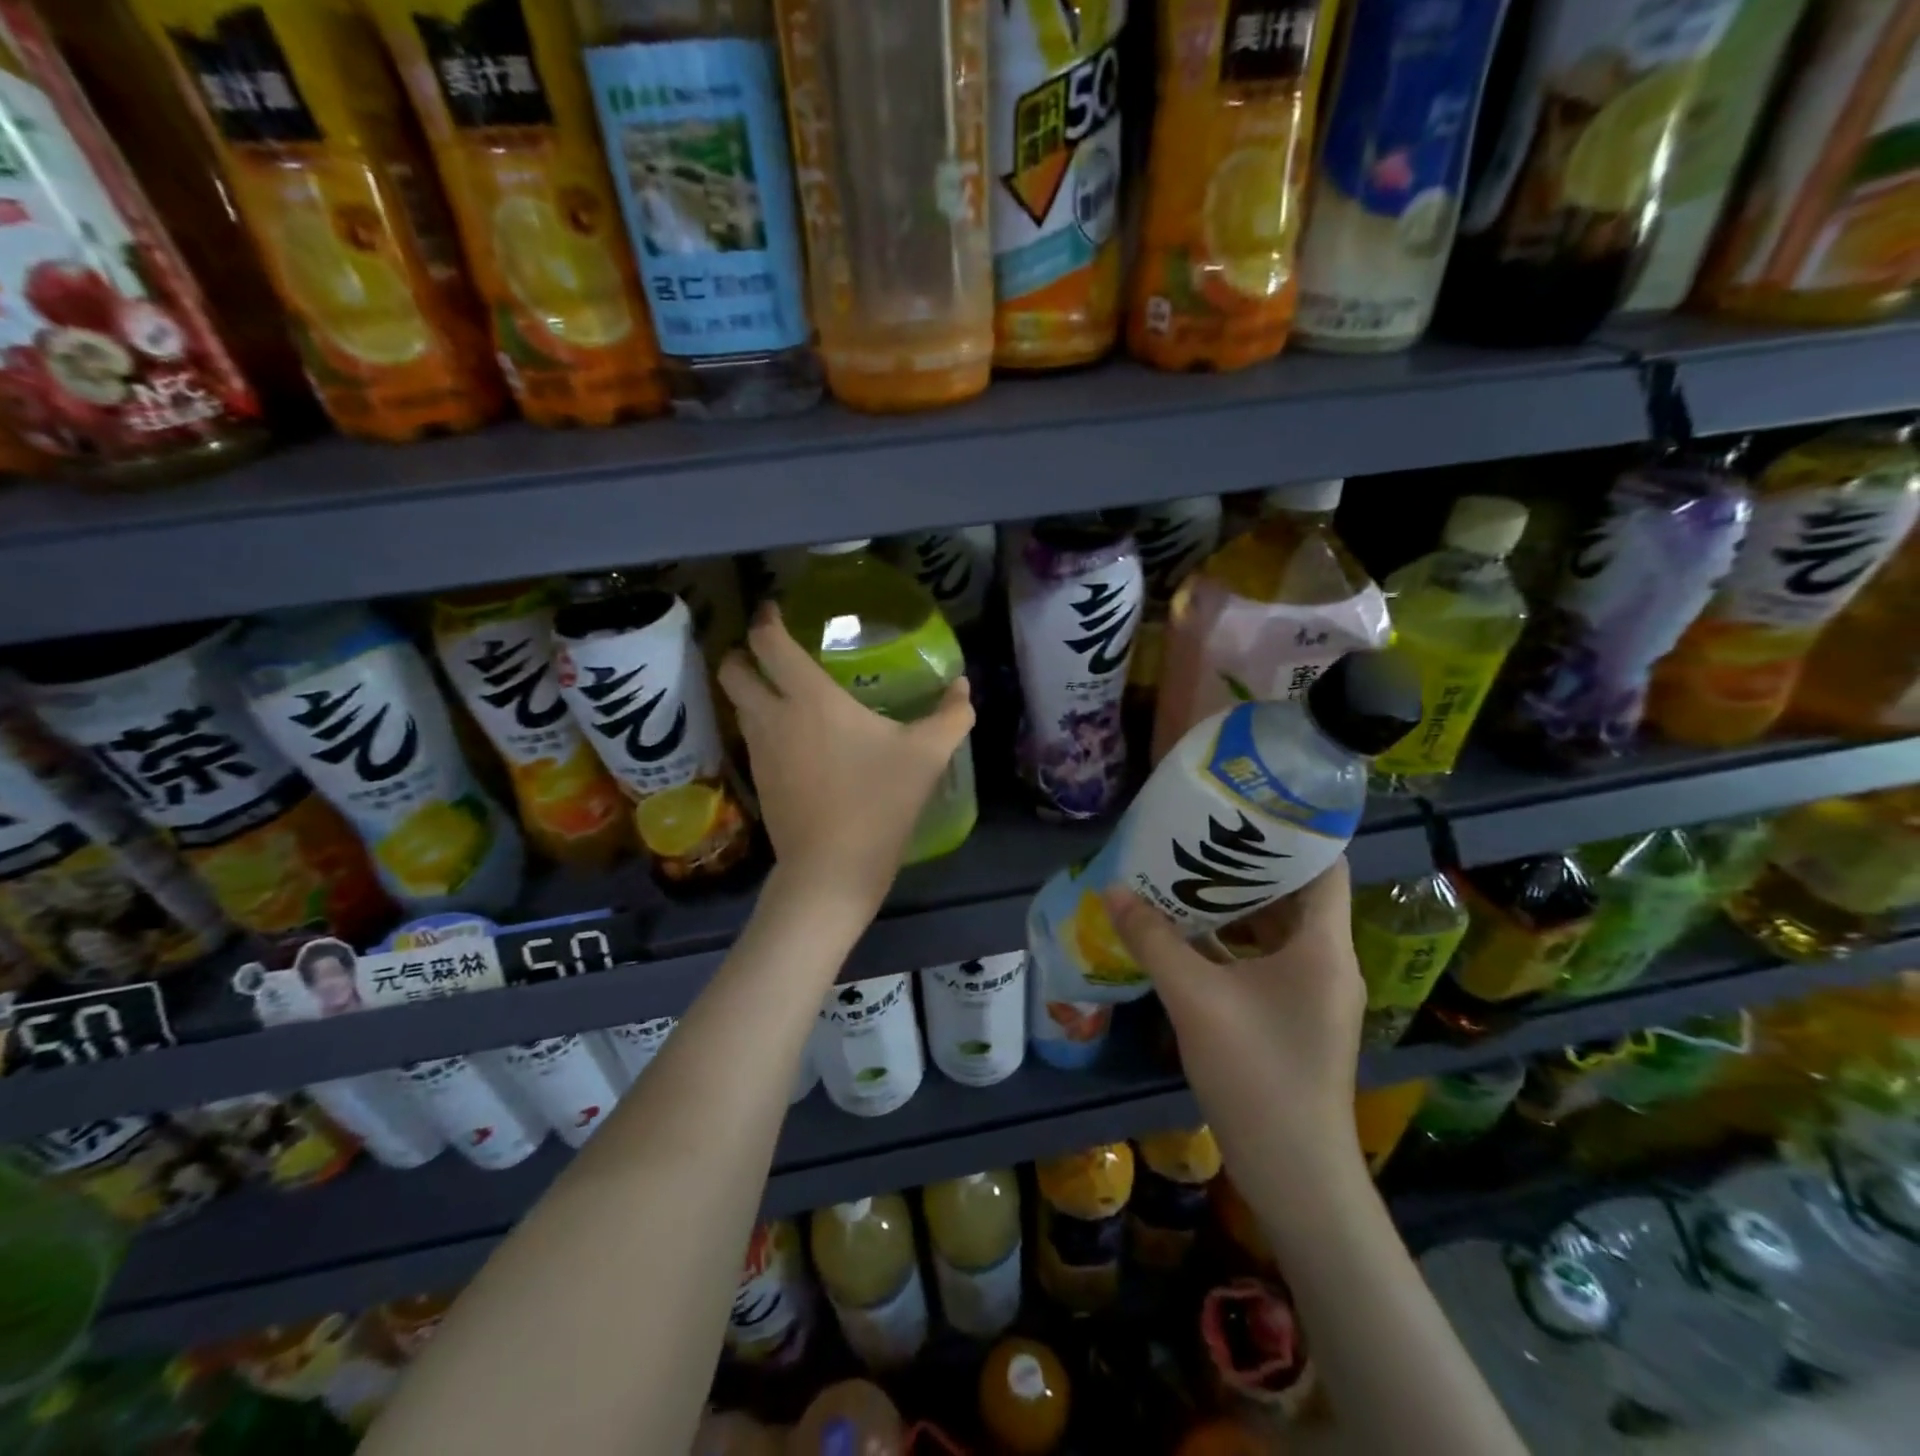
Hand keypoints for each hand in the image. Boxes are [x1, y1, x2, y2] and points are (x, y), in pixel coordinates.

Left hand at [718, 603, 973, 916]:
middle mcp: (773, 716)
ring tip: (785, 690)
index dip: (766, 619)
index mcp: (809, 699)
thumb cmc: (878, 802)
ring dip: (751, 689)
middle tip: (773, 651)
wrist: (831, 870)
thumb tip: (962, 687)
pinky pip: (751, 736)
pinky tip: (796, 737)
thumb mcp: (926, 756)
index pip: (768, 643)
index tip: (775, 609)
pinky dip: (762, 723)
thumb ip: (950, 716)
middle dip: (743, 652)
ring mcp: (759, 751)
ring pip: (738, 704)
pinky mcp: (759, 780)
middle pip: (733, 669)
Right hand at [1105, 858, 1365, 1181]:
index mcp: (1323, 946)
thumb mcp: (1195, 998)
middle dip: (1245, 866)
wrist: (1294, 1173)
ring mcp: (1312, 992)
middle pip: (1294, 895)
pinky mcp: (1294, 1017)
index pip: (1323, 867)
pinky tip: (1187, 937)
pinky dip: (1232, 943)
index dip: (1289, 834)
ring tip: (1184, 877)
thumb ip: (1153, 939)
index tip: (1241, 811)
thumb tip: (1114, 889)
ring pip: (1276, 930)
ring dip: (1234, 906)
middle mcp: (1328, 961)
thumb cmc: (1256, 1073)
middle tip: (1196, 839)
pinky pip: (1265, 961)